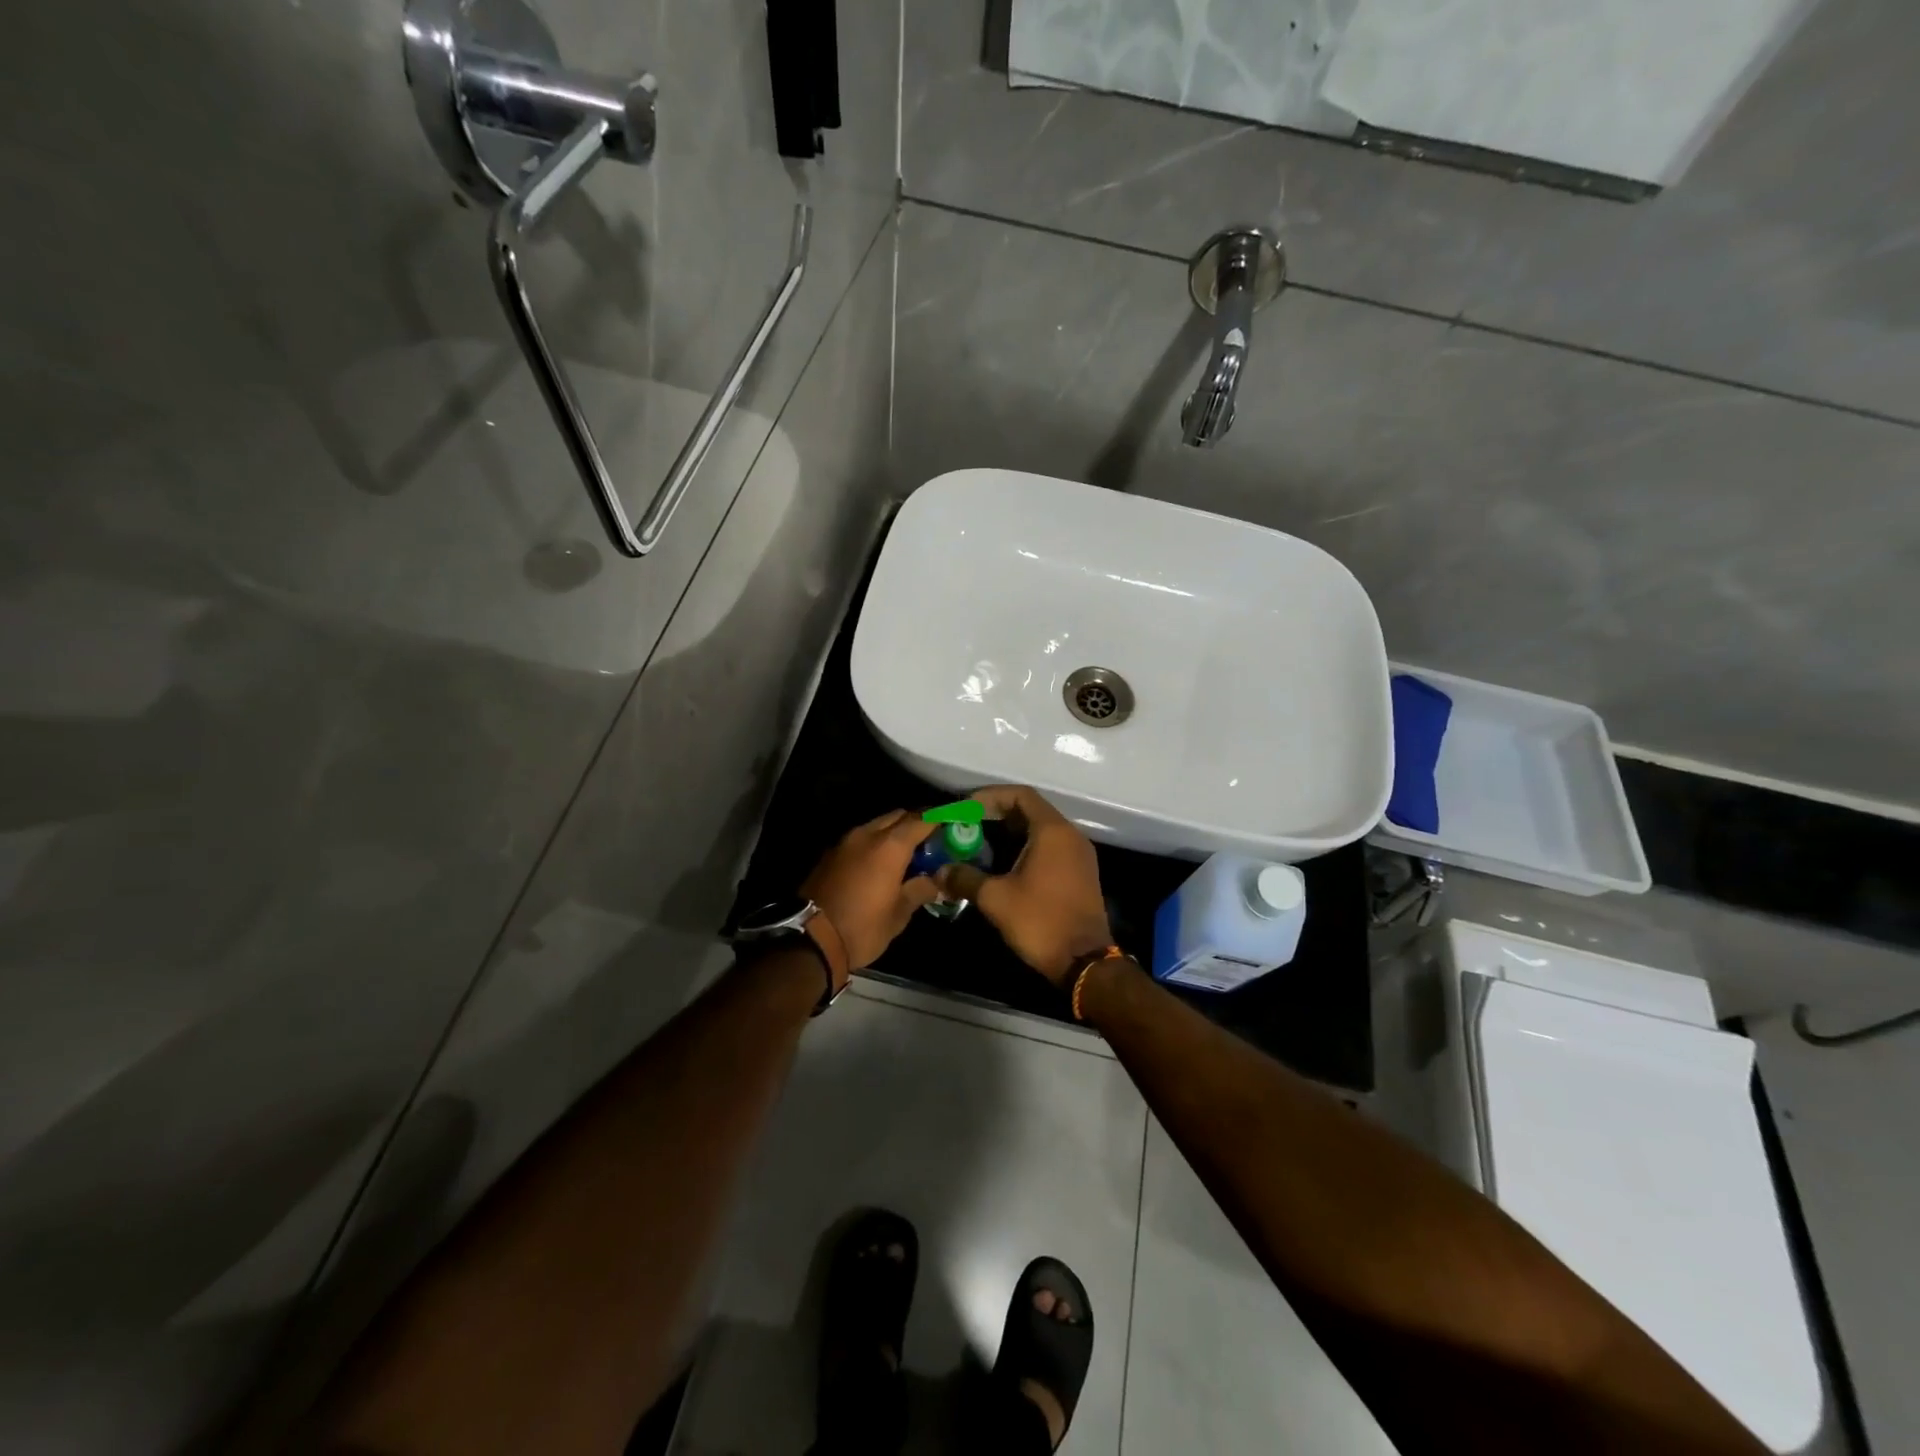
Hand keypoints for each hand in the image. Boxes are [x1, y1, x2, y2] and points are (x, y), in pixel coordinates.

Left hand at [801, 810, 941, 971]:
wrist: (810, 940)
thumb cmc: (862, 928)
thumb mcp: (899, 914)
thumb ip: (920, 889)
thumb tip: (937, 880)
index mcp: (889, 846)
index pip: (922, 819)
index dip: (941, 818)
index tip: (955, 822)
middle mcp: (867, 834)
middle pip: (898, 816)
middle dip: (917, 823)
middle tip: (932, 842)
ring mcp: (845, 842)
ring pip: (877, 825)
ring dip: (894, 833)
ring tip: (908, 855)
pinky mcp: (830, 854)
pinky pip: (861, 839)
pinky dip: (876, 844)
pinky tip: (881, 865)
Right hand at [935, 785, 1112, 985]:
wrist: (1084, 961)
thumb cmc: (1040, 921)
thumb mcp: (996, 899)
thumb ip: (965, 878)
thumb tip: (940, 871)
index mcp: (1052, 831)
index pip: (1020, 794)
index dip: (990, 796)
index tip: (965, 809)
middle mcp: (1070, 835)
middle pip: (1031, 810)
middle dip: (996, 815)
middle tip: (967, 826)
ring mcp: (1079, 855)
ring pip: (1041, 830)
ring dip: (1011, 833)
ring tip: (979, 845)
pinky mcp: (1081, 873)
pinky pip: (1051, 848)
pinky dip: (1026, 848)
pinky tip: (1004, 866)